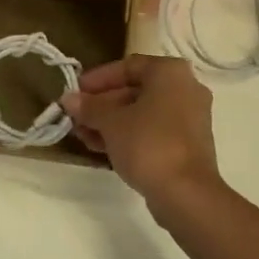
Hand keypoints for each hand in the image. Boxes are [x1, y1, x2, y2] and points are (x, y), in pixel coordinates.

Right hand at [60, 55, 225, 218]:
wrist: (186, 193)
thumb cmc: (148, 144)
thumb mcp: (111, 122)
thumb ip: (89, 107)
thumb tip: (68, 99)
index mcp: (170, 72)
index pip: (128, 66)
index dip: (98, 78)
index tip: (75, 91)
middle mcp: (186, 88)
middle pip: (135, 90)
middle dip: (102, 104)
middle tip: (76, 117)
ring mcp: (190, 117)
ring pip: (143, 112)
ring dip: (111, 122)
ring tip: (82, 136)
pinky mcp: (188, 143)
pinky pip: (153, 130)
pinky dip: (129, 134)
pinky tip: (102, 148)